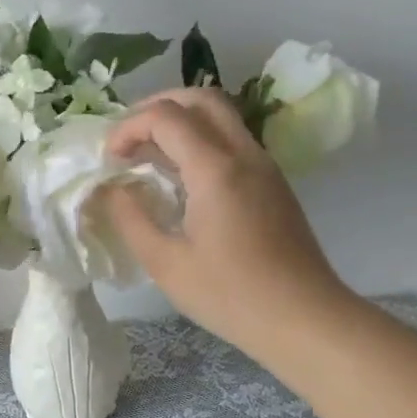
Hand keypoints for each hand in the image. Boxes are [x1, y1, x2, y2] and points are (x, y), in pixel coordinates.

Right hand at [105, 88, 351, 359]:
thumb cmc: (232, 296)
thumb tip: (111, 188)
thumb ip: (131, 218)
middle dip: (157, 106)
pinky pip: (232, 139)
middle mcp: (244, 153)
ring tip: (149, 153)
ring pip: (221, 115)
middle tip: (128, 136)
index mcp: (215, 168)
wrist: (307, 320)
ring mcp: (264, 165)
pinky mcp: (273, 182)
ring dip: (181, 120)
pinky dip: (200, 139)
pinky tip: (182, 176)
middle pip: (200, 97)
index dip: (128, 127)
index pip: (165, 116)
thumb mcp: (166, 264)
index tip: (109, 159)